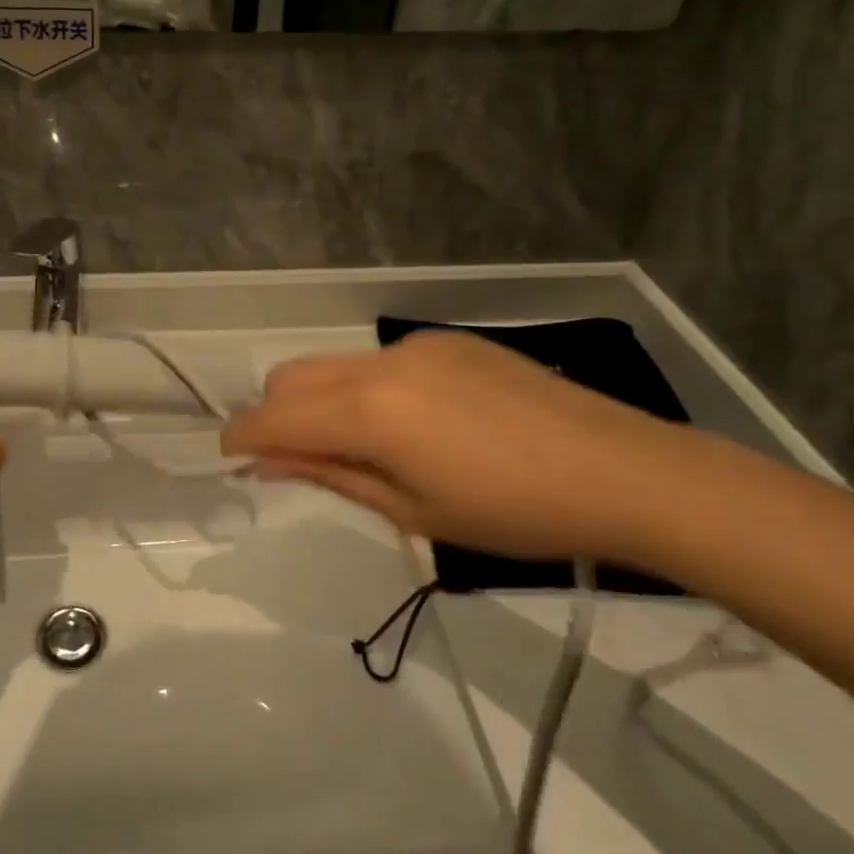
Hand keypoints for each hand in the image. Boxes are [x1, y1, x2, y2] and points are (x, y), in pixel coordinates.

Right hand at [221, 332, 696, 563]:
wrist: (621, 471)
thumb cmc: (512, 513)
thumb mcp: (413, 511)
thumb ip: (332, 477)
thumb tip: (269, 463)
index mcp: (369, 411)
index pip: (275, 417)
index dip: (242, 437)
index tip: (232, 457)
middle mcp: (381, 363)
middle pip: (292, 375)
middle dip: (275, 414)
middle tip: (297, 460)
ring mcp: (417, 344)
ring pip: (335, 365)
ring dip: (322, 401)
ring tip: (366, 448)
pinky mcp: (449, 340)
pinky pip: (381, 361)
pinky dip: (368, 389)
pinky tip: (419, 424)